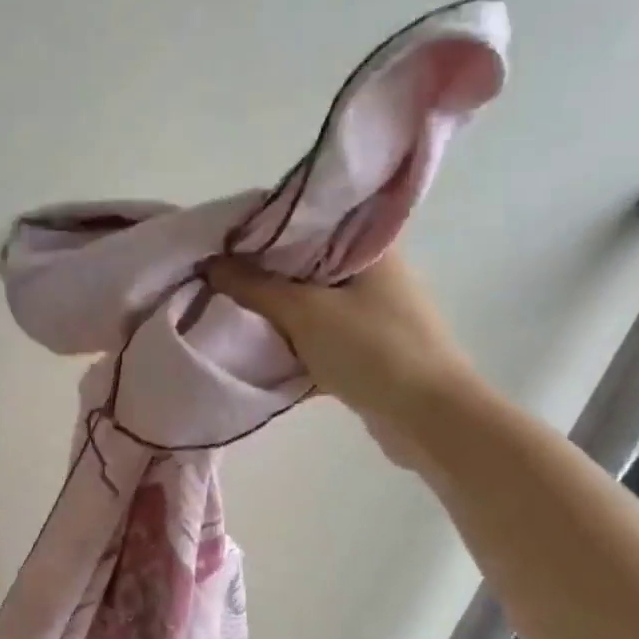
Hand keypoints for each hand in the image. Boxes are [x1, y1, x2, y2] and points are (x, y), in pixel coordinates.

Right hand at [205, 251, 482, 467]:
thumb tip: (211, 264)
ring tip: (229, 307)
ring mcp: (373, 314)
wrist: (427, 418)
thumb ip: (255, 287)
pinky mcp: (366, 350)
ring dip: (276, 310)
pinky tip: (258, 346)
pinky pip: (318, 336)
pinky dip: (292, 341)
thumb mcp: (305, 312)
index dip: (267, 227)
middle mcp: (375, 274)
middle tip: (218, 274)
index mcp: (370, 248)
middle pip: (307, 263)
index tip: (226, 239)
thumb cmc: (372, 350)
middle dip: (264, 272)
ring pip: (310, 302)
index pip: (312, 220)